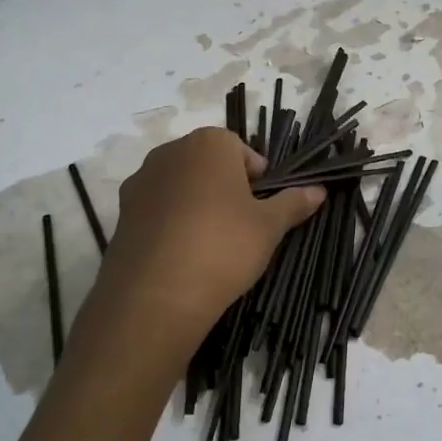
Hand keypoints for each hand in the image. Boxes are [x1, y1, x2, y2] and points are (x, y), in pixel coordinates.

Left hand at [78, 128, 322, 385]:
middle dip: (226, 187)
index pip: (240, 149)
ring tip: (212, 242)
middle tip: (242, 224)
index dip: (257, 177)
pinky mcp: (121, 214)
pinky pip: (157, 209)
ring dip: (197, 204)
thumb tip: (319, 190)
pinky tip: (184, 254)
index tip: (263, 206)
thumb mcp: (269, 227)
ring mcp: (141, 182)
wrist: (156, 296)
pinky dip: (172, 223)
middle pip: (207, 164)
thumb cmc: (224, 246)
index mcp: (209, 144)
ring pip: (180, 186)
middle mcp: (170, 152)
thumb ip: (293, 203)